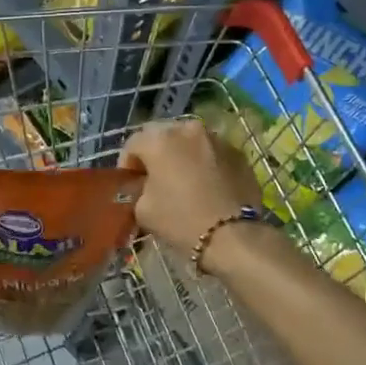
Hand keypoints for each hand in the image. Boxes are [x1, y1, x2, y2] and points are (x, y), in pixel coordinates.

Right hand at [119, 118, 264, 267]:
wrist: (233, 235)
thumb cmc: (181, 220)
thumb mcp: (143, 210)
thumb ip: (137, 190)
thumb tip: (143, 185)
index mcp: (159, 140)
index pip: (133, 144)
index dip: (127, 164)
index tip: (130, 183)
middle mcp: (188, 130)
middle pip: (162, 136)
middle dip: (155, 154)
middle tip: (154, 178)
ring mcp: (216, 138)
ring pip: (190, 141)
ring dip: (181, 155)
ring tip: (182, 180)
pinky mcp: (238, 152)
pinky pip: (212, 152)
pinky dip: (204, 163)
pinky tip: (206, 185)